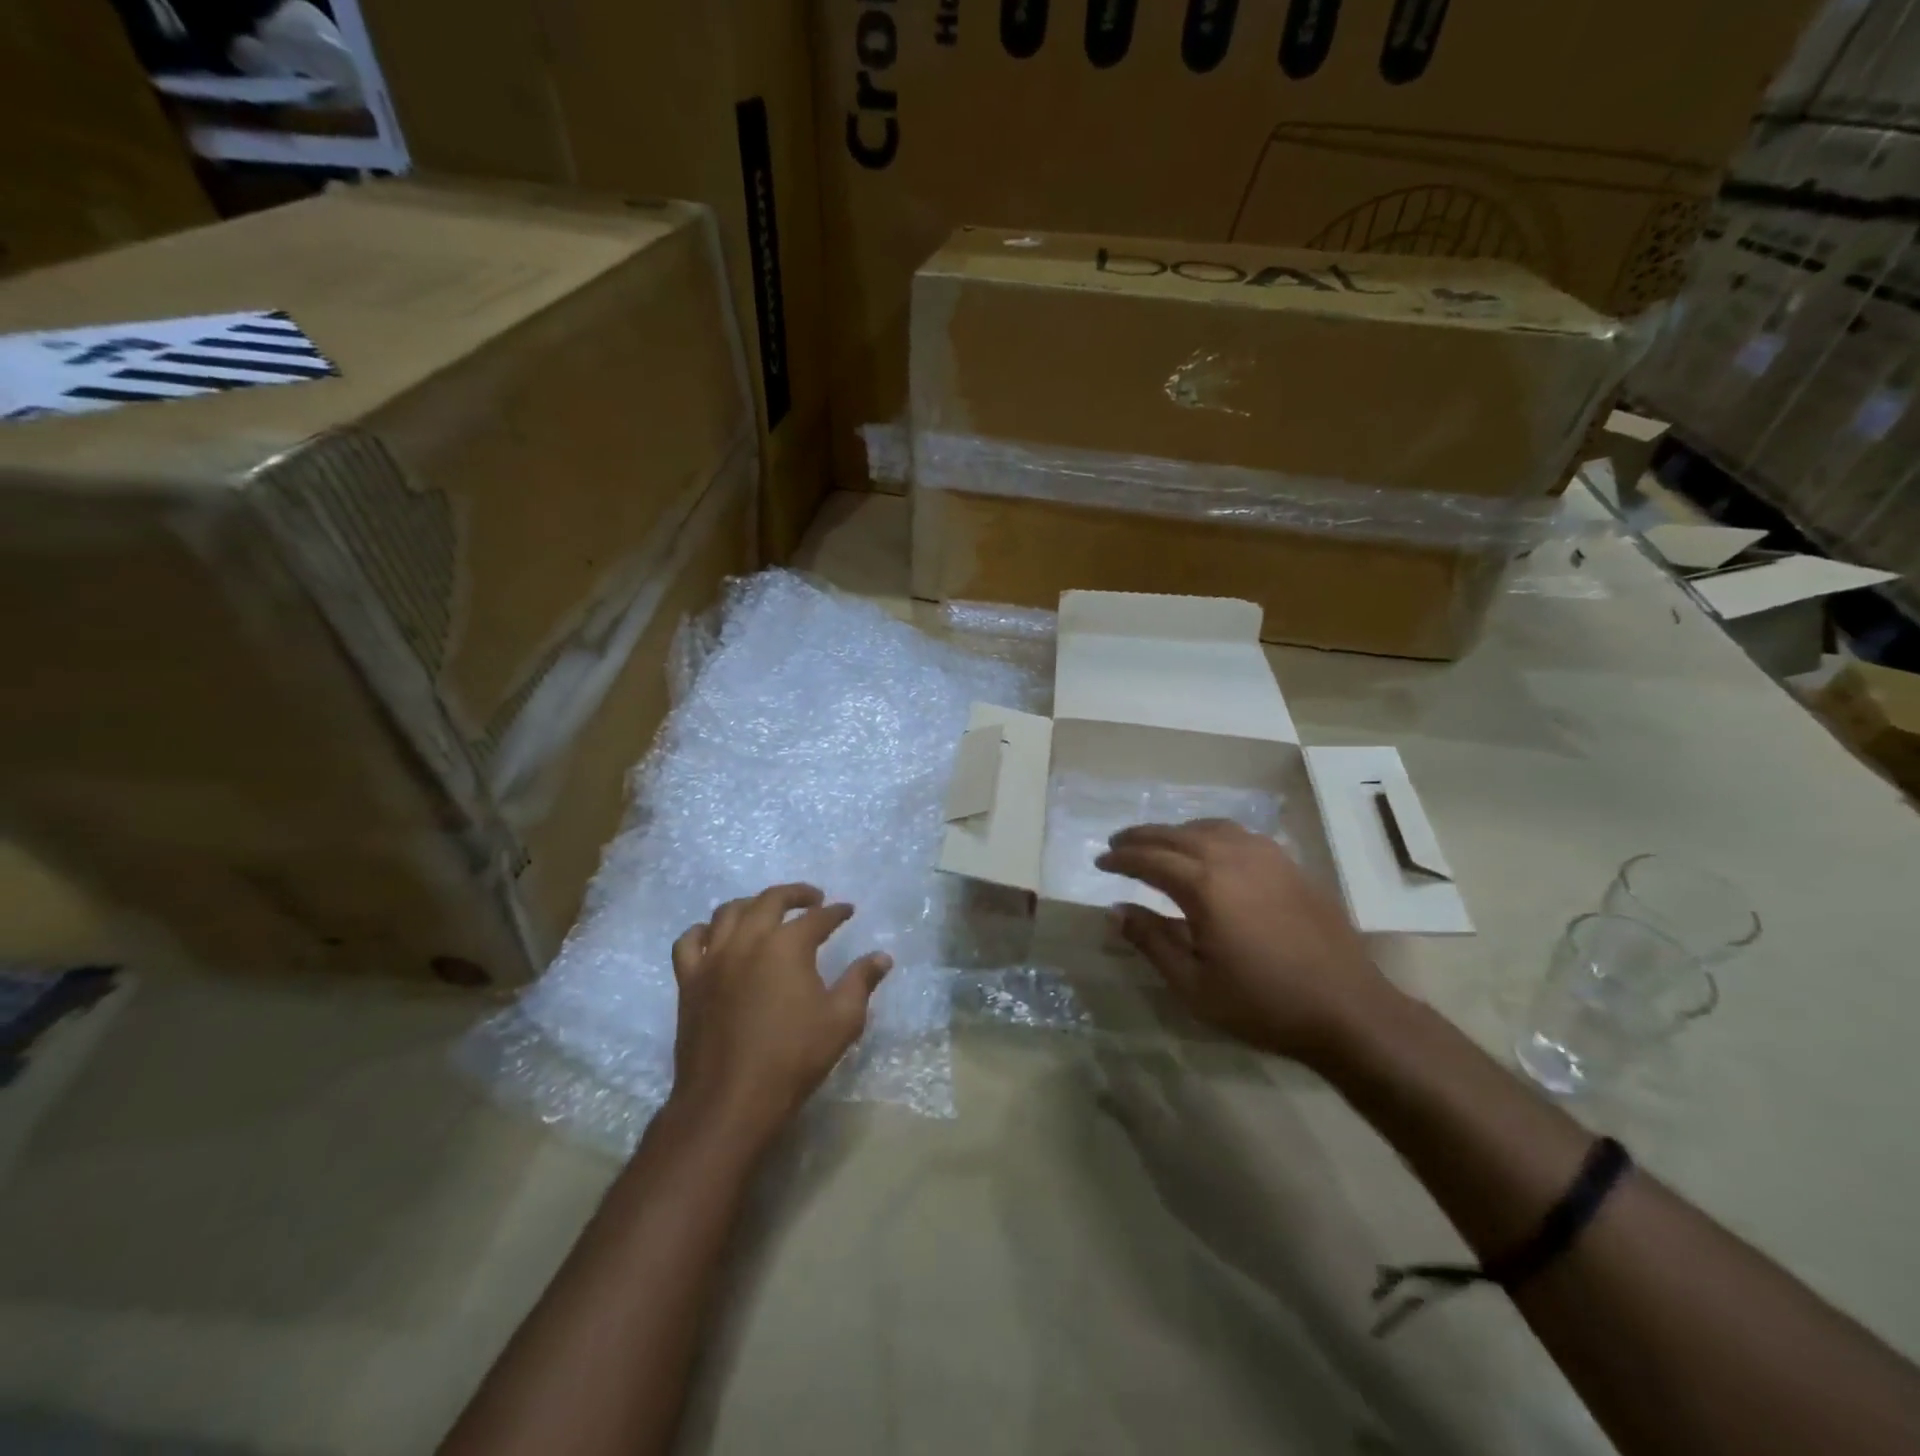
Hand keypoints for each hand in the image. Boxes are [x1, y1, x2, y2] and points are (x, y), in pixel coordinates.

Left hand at [668, 883, 891, 1144]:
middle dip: (795, 894)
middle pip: (770, 900)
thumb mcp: (842, 1020)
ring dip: (753, 904)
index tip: (847, 911)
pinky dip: (704, 931)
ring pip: (729, 912)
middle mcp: (748, 940)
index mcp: (787, 946)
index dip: (836, 912)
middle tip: (813, 898)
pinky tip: (716, 937)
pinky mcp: (689, 981)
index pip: (817, 918)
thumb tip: (882, 957)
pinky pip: (690, 942)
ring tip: (767, 911)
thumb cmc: (793, 1058)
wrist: (730, 1100)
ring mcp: (713, 959)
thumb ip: (861, 981)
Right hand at [1095, 820, 1399, 1065]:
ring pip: (1208, 827)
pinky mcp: (1289, 864)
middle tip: (1117, 843)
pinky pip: (1238, 834)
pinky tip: (1209, 848)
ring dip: (1176, 831)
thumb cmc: (1263, 1004)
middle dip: (1141, 837)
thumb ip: (1151, 941)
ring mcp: (1265, 856)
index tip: (1100, 862)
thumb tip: (1117, 911)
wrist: (1348, 1009)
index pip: (1150, 860)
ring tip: (1158, 843)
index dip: (1121, 858)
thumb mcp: (1193, 985)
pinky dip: (1210, 833)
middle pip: (1175, 834)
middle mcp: (1232, 857)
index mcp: (1204, 886)